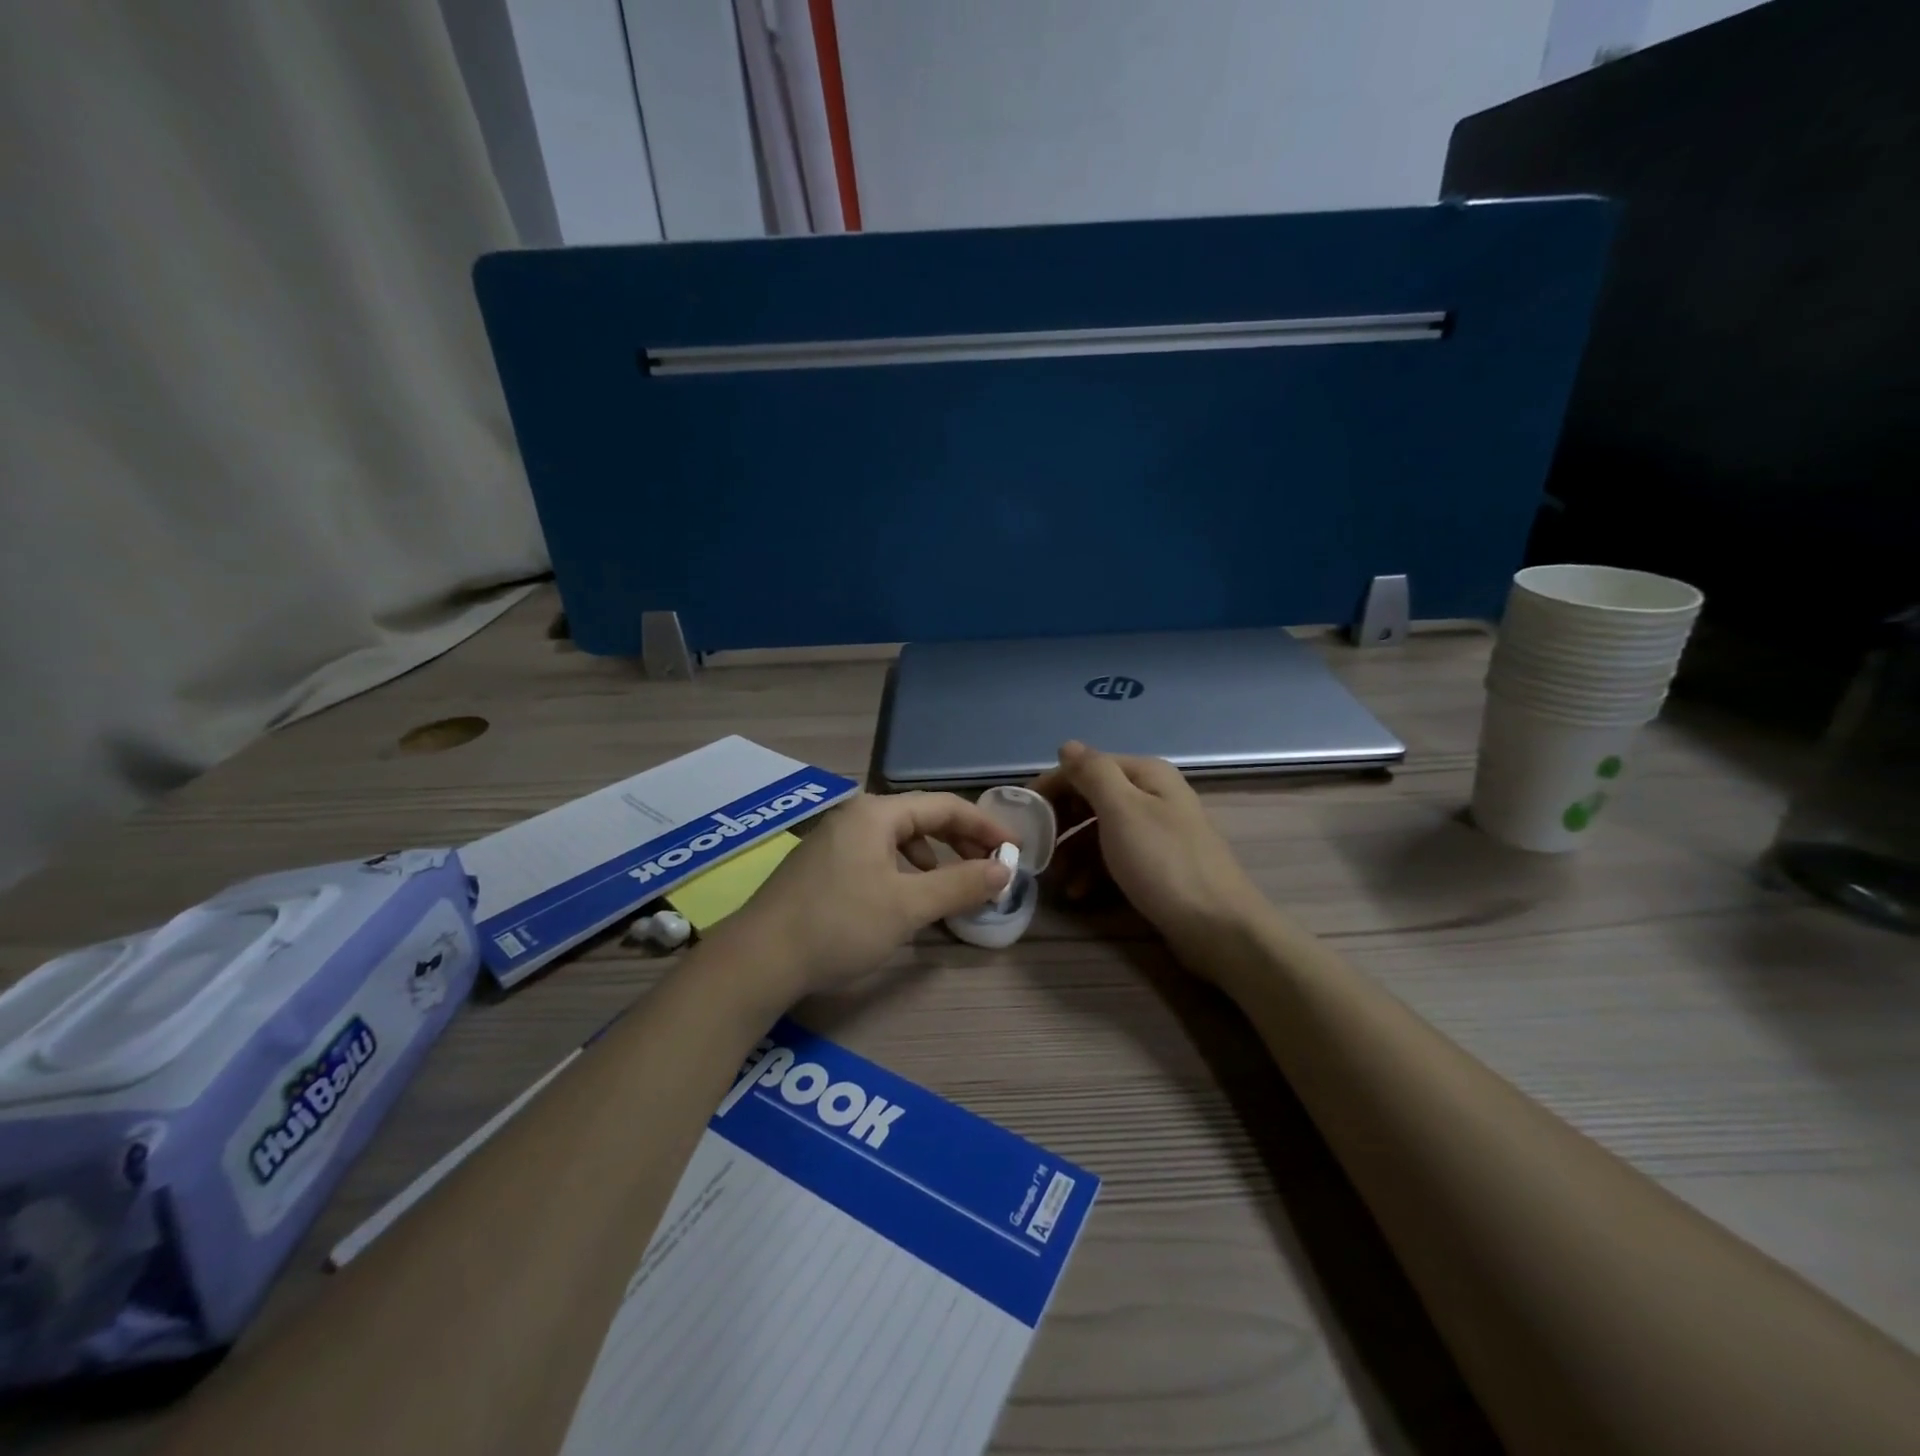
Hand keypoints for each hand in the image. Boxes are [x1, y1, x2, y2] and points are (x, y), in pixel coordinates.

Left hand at [710, 791, 1013, 1004]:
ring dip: (932, 859)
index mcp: (876, 813)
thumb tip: (1004, 870)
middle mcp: (855, 816)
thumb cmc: (839, 925)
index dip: (983, 825)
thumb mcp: (908, 906)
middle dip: (959, 842)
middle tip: (989, 868)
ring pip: (897, 839)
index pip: (944, 806)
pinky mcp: (821, 865)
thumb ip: (960, 884)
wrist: (758, 959)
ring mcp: (834, 839)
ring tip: (952, 886)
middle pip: (921, 819)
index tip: (1013, 849)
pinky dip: (903, 871)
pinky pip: (876, 855)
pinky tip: (906, 898)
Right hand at [1031, 741, 1267, 962]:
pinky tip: (1079, 892)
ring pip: (1099, 830)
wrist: (1218, 928)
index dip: (1052, 786)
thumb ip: (1092, 773)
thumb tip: (1067, 745)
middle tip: (1036, 848)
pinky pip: (1114, 857)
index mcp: (1145, 775)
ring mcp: (1156, 832)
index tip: (1022, 814)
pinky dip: (1092, 870)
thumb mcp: (1122, 810)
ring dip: (1072, 851)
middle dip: (1060, 822)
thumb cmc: (1164, 863)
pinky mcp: (1157, 865)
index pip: (1085, 767)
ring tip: (1055, 878)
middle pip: (1092, 798)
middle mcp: (1152, 796)